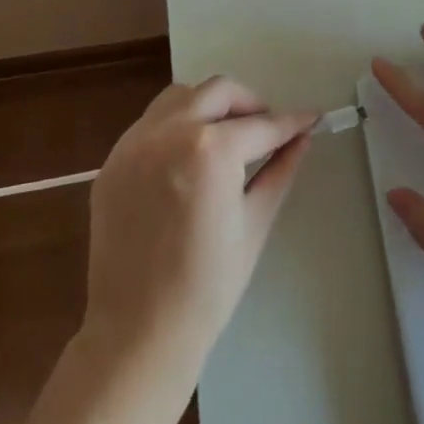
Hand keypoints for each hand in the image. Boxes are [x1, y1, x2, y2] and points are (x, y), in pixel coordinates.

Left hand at [82, 77, 315, 376]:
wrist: (139, 331)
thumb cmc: (208, 286)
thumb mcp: (255, 223)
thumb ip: (280, 170)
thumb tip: (302, 137)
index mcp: (210, 150)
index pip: (261, 125)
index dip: (291, 122)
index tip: (311, 118)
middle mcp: (169, 133)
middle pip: (218, 92)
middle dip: (250, 104)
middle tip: (267, 130)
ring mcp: (134, 144)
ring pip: (180, 97)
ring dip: (209, 105)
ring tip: (226, 137)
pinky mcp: (113, 161)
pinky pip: (150, 123)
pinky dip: (176, 126)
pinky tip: (189, 157)